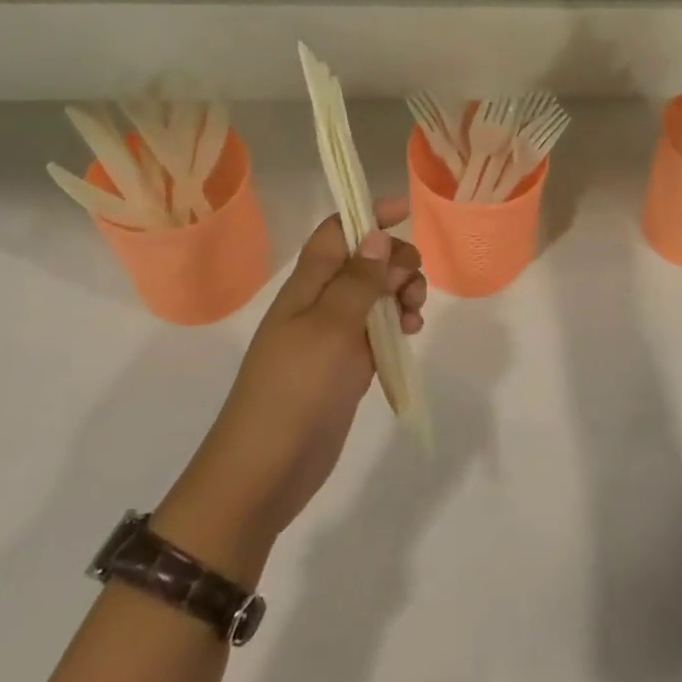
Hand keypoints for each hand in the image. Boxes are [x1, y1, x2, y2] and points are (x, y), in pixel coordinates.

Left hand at [153, 198, 426, 584]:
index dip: (366, 215)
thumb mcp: (329, 328)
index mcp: (307, 285)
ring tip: (416, 313)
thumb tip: (376, 234)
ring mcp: (334, 335)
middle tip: (413, 285)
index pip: (336, 232)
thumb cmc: (295, 390)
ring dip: (401, 292)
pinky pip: (378, 329)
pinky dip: (398, 323)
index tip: (404, 211)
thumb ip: (357, 280)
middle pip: (364, 261)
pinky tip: (412, 333)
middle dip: (396, 261)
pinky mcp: (347, 365)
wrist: (266, 470)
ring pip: (375, 294)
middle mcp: (320, 302)